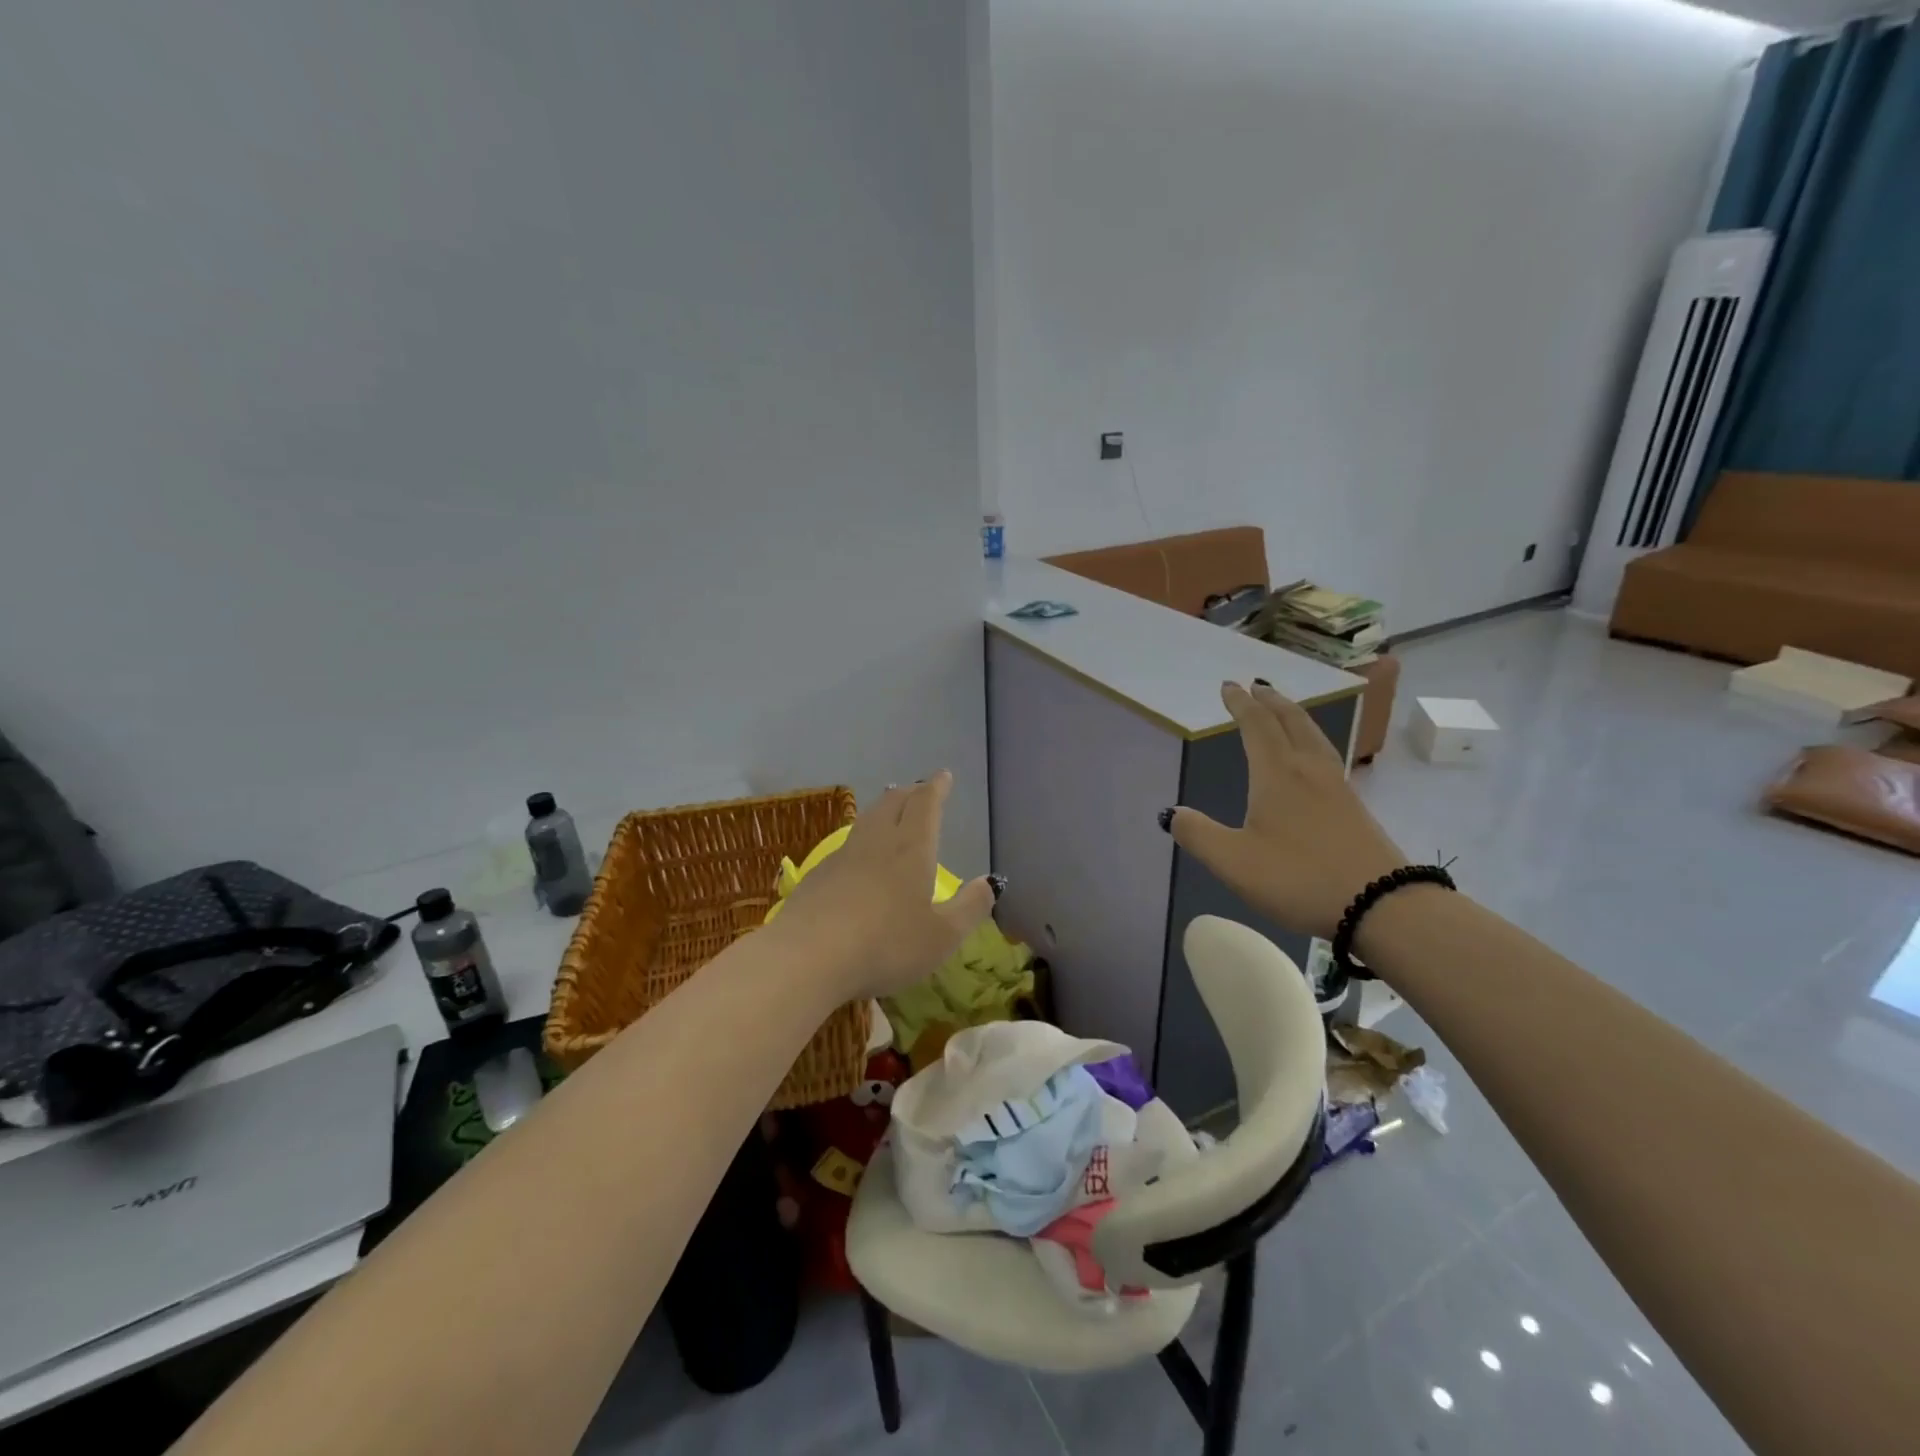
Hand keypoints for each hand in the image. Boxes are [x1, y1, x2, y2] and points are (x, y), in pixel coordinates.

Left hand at [771, 771, 996, 1001]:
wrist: (808, 956)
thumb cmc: (886, 944)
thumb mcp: (942, 936)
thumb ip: (970, 907)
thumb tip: (990, 882)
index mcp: (912, 849)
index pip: (925, 805)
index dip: (936, 787)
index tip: (943, 775)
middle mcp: (877, 843)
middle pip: (892, 804)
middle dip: (910, 793)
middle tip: (919, 790)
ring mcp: (842, 857)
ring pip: (866, 821)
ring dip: (882, 809)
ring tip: (890, 809)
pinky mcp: (816, 876)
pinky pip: (846, 846)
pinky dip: (860, 840)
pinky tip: (858, 857)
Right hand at [1165, 682, 1406, 940]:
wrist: (1382, 905)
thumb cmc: (1298, 878)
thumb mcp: (1233, 861)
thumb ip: (1198, 834)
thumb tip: (1172, 814)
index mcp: (1277, 775)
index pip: (1257, 726)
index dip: (1240, 704)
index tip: (1228, 686)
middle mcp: (1309, 771)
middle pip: (1291, 722)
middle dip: (1271, 701)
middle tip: (1256, 687)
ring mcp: (1337, 788)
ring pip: (1314, 737)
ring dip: (1295, 716)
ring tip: (1284, 711)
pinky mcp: (1355, 808)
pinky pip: (1327, 756)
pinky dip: (1311, 740)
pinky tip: (1312, 759)